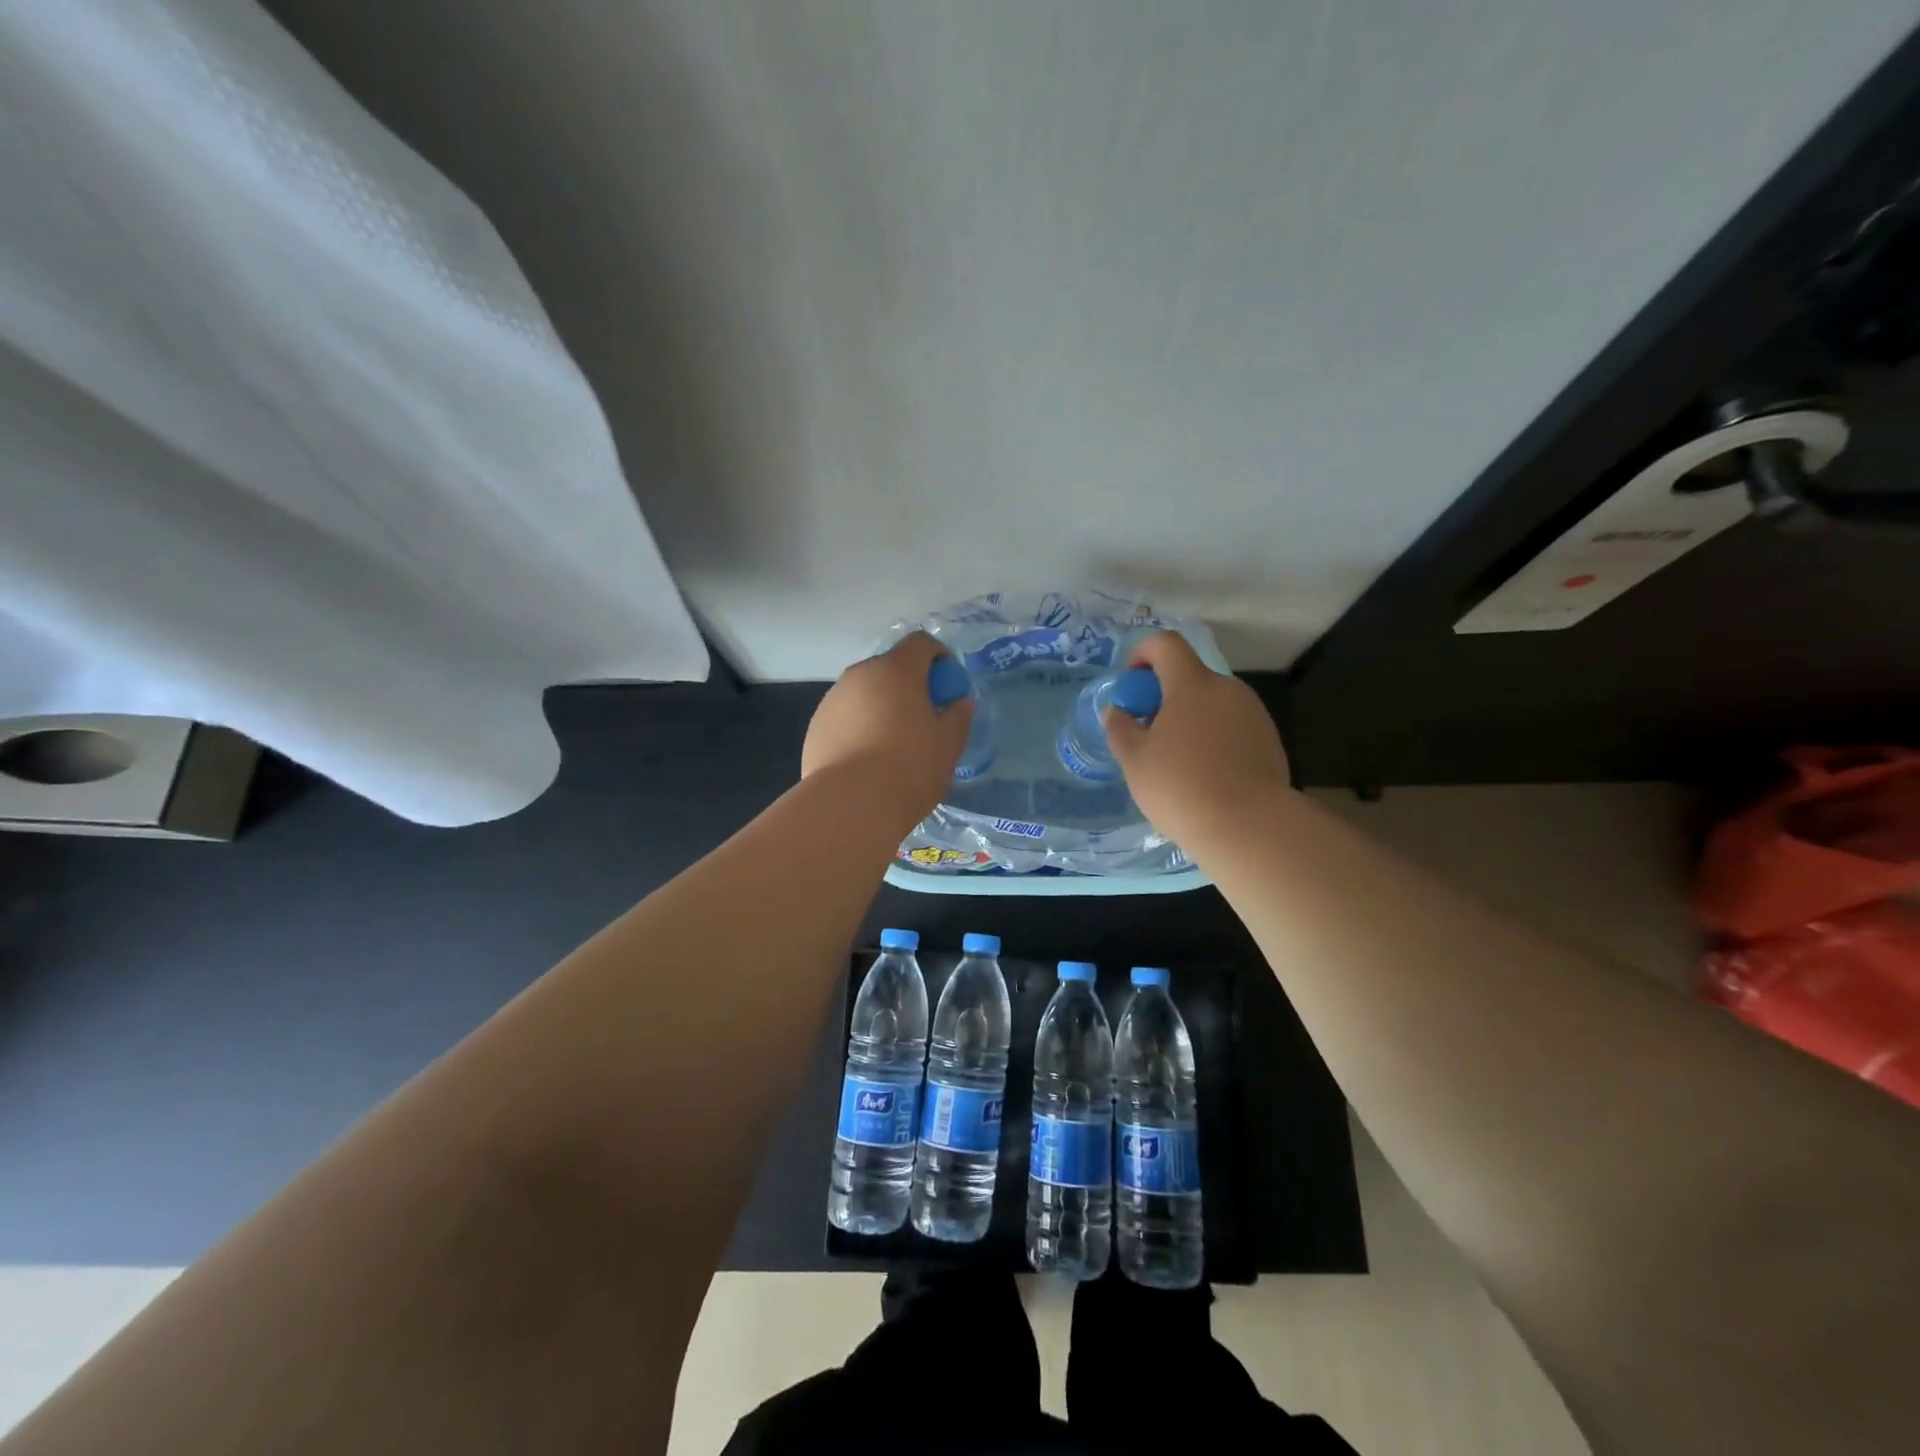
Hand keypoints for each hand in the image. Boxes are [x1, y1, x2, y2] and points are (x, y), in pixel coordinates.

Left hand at [802, 632, 973, 821]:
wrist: (850, 805)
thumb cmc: (909, 769)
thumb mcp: (948, 745)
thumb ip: (958, 717)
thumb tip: (960, 703)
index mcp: (897, 670)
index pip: (921, 643)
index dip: (939, 658)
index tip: (948, 688)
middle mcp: (860, 675)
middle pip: (890, 668)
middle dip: (909, 686)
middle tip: (923, 719)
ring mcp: (832, 699)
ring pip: (864, 693)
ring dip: (881, 706)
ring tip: (892, 744)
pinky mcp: (815, 726)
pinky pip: (845, 716)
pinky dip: (858, 727)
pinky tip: (866, 760)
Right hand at [1102, 630, 1291, 847]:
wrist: (1248, 827)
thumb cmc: (1180, 787)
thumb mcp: (1134, 761)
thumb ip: (1120, 728)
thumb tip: (1116, 711)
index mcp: (1192, 684)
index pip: (1166, 644)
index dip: (1142, 653)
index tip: (1132, 685)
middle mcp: (1227, 689)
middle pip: (1190, 675)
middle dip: (1165, 695)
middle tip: (1149, 733)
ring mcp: (1254, 713)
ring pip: (1212, 702)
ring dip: (1190, 717)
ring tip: (1177, 760)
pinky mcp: (1269, 739)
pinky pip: (1232, 725)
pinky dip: (1214, 737)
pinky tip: (1206, 775)